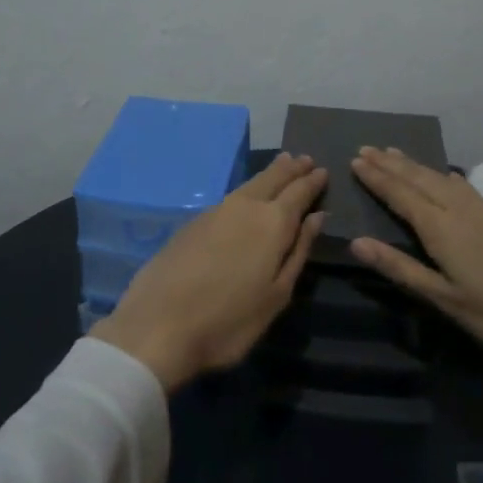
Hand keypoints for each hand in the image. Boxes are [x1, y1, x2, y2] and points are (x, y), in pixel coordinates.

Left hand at [92, 154, 326, 391]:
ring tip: (281, 165)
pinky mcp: (193, 221)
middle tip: (305, 159)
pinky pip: (231, 196)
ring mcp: (215, 211)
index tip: (323, 171)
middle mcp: (245, 206)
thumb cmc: (229, 320)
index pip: (299, 192)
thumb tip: (316, 217)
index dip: (312, 181)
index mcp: (273, 222)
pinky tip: (247, 195)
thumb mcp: (276, 294)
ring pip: (250, 184)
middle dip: (291, 169)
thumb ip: (298, 251)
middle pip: (273, 178)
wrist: (159, 324)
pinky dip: (247, 188)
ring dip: (269, 173)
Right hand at [349, 147, 482, 368]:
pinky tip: (451, 178)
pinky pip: (466, 188)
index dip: (378, 178)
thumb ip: (402, 269)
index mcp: (443, 229)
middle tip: (368, 148)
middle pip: (421, 180)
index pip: (402, 195)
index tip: (356, 159)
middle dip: (392, 164)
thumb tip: (357, 241)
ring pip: (444, 180)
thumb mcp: (448, 301)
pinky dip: (447, 176)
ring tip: (397, 154)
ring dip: (417, 166)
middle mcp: (463, 210)